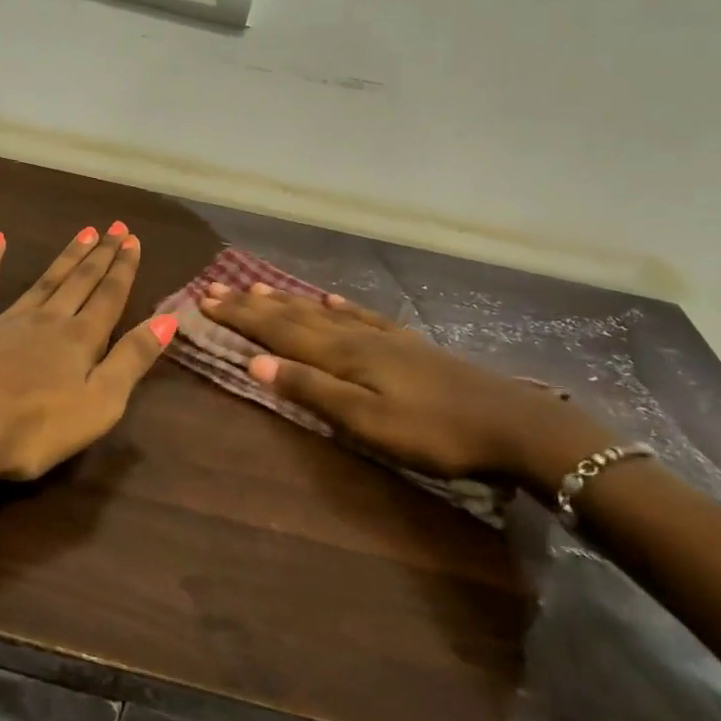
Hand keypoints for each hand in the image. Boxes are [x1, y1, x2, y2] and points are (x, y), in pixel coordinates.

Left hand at [0, 225, 178, 515]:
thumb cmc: (33, 428)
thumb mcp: (99, 404)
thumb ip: (132, 359)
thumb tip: (168, 318)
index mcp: (80, 340)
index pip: (109, 297)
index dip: (123, 269)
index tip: (133, 239)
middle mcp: (46, 320)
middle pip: (80, 282)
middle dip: (100, 255)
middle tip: (114, 227)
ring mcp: (4, 320)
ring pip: (43, 281)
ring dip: (65, 258)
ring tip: (83, 232)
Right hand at [198, 284, 612, 498]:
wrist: (515, 425)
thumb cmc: (435, 433)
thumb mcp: (367, 422)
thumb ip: (311, 390)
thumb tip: (254, 362)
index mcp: (342, 355)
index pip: (278, 331)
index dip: (241, 316)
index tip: (206, 300)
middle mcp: (356, 338)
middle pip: (295, 316)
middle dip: (253, 303)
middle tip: (218, 287)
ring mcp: (385, 338)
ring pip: (323, 312)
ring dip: (287, 300)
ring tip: (259, 287)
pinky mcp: (408, 345)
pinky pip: (362, 317)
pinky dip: (339, 306)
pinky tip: (331, 298)